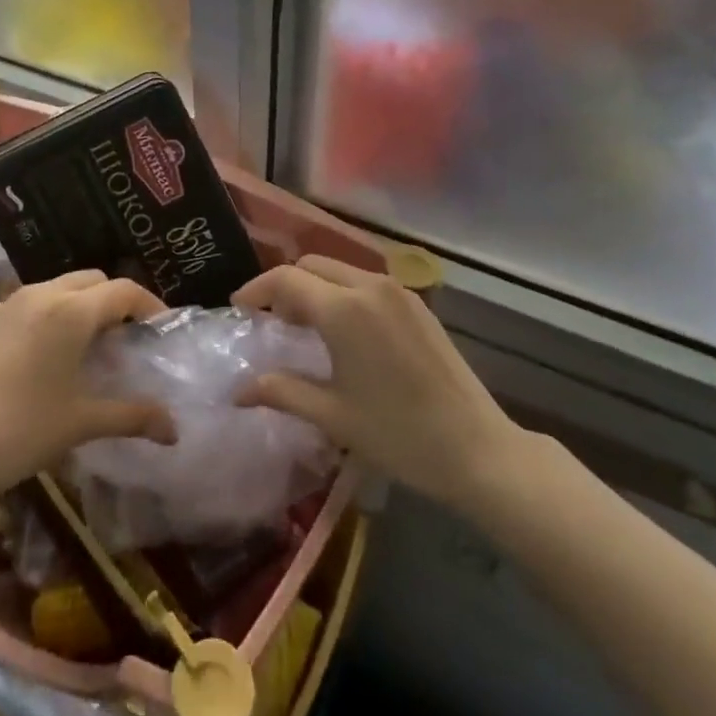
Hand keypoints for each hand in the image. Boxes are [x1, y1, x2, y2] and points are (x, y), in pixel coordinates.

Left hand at [0, 271, 177, 511]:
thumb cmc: (20, 432)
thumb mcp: (81, 424)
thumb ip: (132, 417)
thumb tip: (174, 430)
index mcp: (71, 312)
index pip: (123, 290)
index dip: (149, 304)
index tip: (160, 327)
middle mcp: (39, 295)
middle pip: (90, 280)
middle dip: (113, 300)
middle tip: (123, 337)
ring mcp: (2, 305)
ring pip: (53, 289)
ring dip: (76, 306)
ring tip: (82, 346)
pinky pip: (21, 306)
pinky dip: (42, 318)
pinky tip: (35, 359)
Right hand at [235, 255, 524, 510]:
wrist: (477, 449)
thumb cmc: (398, 435)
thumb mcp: (332, 415)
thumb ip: (281, 391)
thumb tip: (238, 390)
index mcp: (344, 310)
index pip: (285, 279)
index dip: (256, 290)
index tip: (239, 309)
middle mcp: (369, 287)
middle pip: (311, 266)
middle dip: (285, 286)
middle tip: (272, 322)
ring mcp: (397, 292)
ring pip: (339, 270)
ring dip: (315, 288)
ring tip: (304, 328)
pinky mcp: (417, 304)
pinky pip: (366, 283)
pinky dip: (342, 293)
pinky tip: (344, 332)